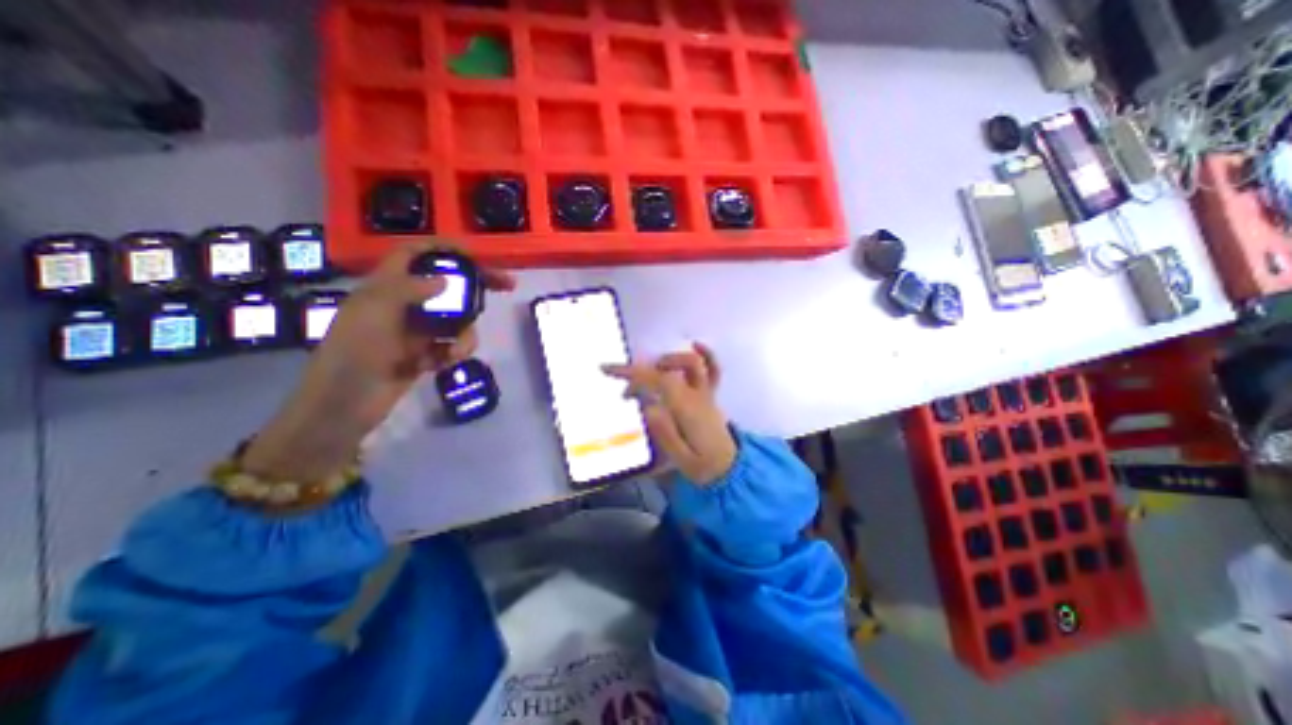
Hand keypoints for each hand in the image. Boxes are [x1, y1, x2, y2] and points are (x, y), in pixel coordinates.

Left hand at [241, 242, 515, 485]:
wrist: (345, 405)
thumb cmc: (354, 352)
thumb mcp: (375, 312)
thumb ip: (408, 289)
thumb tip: (445, 280)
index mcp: (387, 286)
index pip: (417, 254)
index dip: (445, 248)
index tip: (477, 255)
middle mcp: (405, 304)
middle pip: (448, 285)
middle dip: (477, 286)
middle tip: (508, 286)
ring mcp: (417, 330)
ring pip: (457, 319)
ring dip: (464, 334)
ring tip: (455, 353)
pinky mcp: (425, 353)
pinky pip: (452, 344)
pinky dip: (454, 352)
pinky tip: (441, 364)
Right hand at [607, 340, 735, 486]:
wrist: (729, 469)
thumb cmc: (703, 466)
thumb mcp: (681, 459)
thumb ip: (665, 433)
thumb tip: (648, 406)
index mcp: (686, 409)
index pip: (658, 381)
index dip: (633, 373)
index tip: (608, 370)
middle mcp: (697, 395)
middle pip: (669, 370)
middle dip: (642, 373)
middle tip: (627, 394)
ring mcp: (707, 392)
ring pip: (692, 363)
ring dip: (666, 360)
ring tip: (649, 372)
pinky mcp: (711, 394)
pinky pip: (713, 369)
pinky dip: (706, 354)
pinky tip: (695, 344)